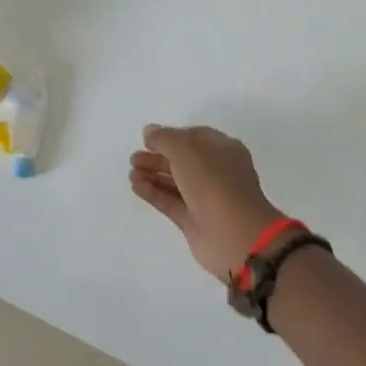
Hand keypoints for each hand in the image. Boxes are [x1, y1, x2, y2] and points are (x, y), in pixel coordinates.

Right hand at [128, 125, 284, 280]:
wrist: (234, 234)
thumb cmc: (214, 183)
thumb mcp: (187, 150)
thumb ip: (165, 138)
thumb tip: (149, 131)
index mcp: (224, 150)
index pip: (195, 137)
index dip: (171, 136)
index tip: (147, 139)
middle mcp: (217, 172)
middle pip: (183, 161)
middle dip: (158, 157)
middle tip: (133, 158)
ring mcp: (206, 198)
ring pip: (176, 182)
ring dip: (153, 175)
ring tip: (131, 172)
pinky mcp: (194, 221)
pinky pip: (171, 202)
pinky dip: (154, 194)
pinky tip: (136, 187)